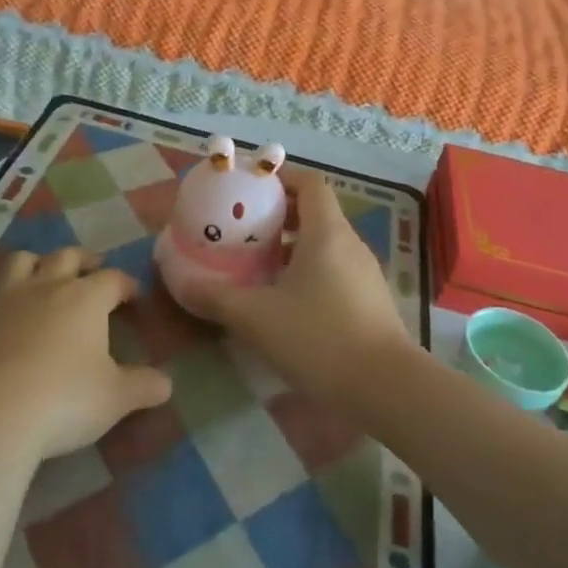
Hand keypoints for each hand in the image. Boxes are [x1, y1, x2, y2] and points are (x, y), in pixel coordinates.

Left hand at [0, 247, 172, 462]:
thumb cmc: (63, 402)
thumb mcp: (116, 400)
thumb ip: (144, 387)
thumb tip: (167, 384)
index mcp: (85, 299)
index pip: (113, 279)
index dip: (126, 285)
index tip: (133, 296)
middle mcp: (45, 288)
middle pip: (66, 256)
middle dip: (83, 259)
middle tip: (92, 267)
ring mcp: (3, 300)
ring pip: (19, 262)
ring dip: (34, 263)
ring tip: (42, 273)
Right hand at [186, 169, 411, 397]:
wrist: (386, 389)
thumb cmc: (320, 338)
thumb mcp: (257, 317)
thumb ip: (216, 297)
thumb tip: (180, 282)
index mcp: (327, 232)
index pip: (310, 182)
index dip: (281, 177)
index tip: (250, 189)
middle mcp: (349, 244)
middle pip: (315, 212)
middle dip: (278, 215)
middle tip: (242, 229)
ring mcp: (364, 274)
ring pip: (323, 245)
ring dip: (291, 247)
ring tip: (256, 265)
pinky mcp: (368, 302)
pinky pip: (333, 271)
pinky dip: (307, 273)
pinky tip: (283, 302)